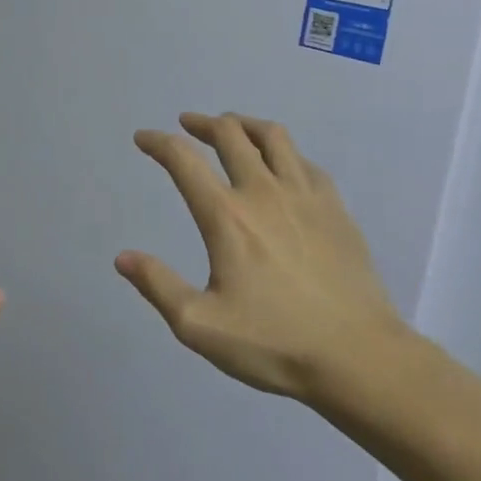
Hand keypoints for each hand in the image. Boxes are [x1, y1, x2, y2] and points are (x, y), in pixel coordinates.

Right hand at [116, 113, 408, 402]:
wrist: (358, 356)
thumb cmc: (274, 343)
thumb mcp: (200, 326)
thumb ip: (158, 286)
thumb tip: (123, 257)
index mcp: (226, 216)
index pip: (184, 161)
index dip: (158, 143)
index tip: (143, 138)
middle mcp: (263, 192)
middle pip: (229, 134)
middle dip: (202, 123)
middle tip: (187, 126)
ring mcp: (305, 195)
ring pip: (273, 136)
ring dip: (244, 125)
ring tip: (232, 129)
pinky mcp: (335, 207)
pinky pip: (305, 161)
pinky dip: (283, 152)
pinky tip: (281, 165)